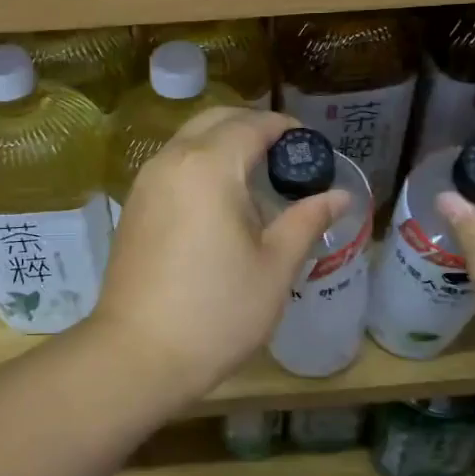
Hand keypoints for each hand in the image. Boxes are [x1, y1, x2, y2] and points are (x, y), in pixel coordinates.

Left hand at [91, 108, 347, 409]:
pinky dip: (200, 165)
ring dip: (224, 145)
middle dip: (252, 127)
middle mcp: (172, 160)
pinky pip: (173, 165)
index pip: (252, 124)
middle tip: (286, 157)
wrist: (137, 355)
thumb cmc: (217, 311)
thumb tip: (341, 195)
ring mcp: (146, 182)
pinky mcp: (133, 206)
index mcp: (209, 166)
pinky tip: (220, 202)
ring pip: (189, 140)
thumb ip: (307, 220)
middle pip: (216, 120)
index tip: (311, 146)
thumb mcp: (275, 267)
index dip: (285, 128)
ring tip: (257, 179)